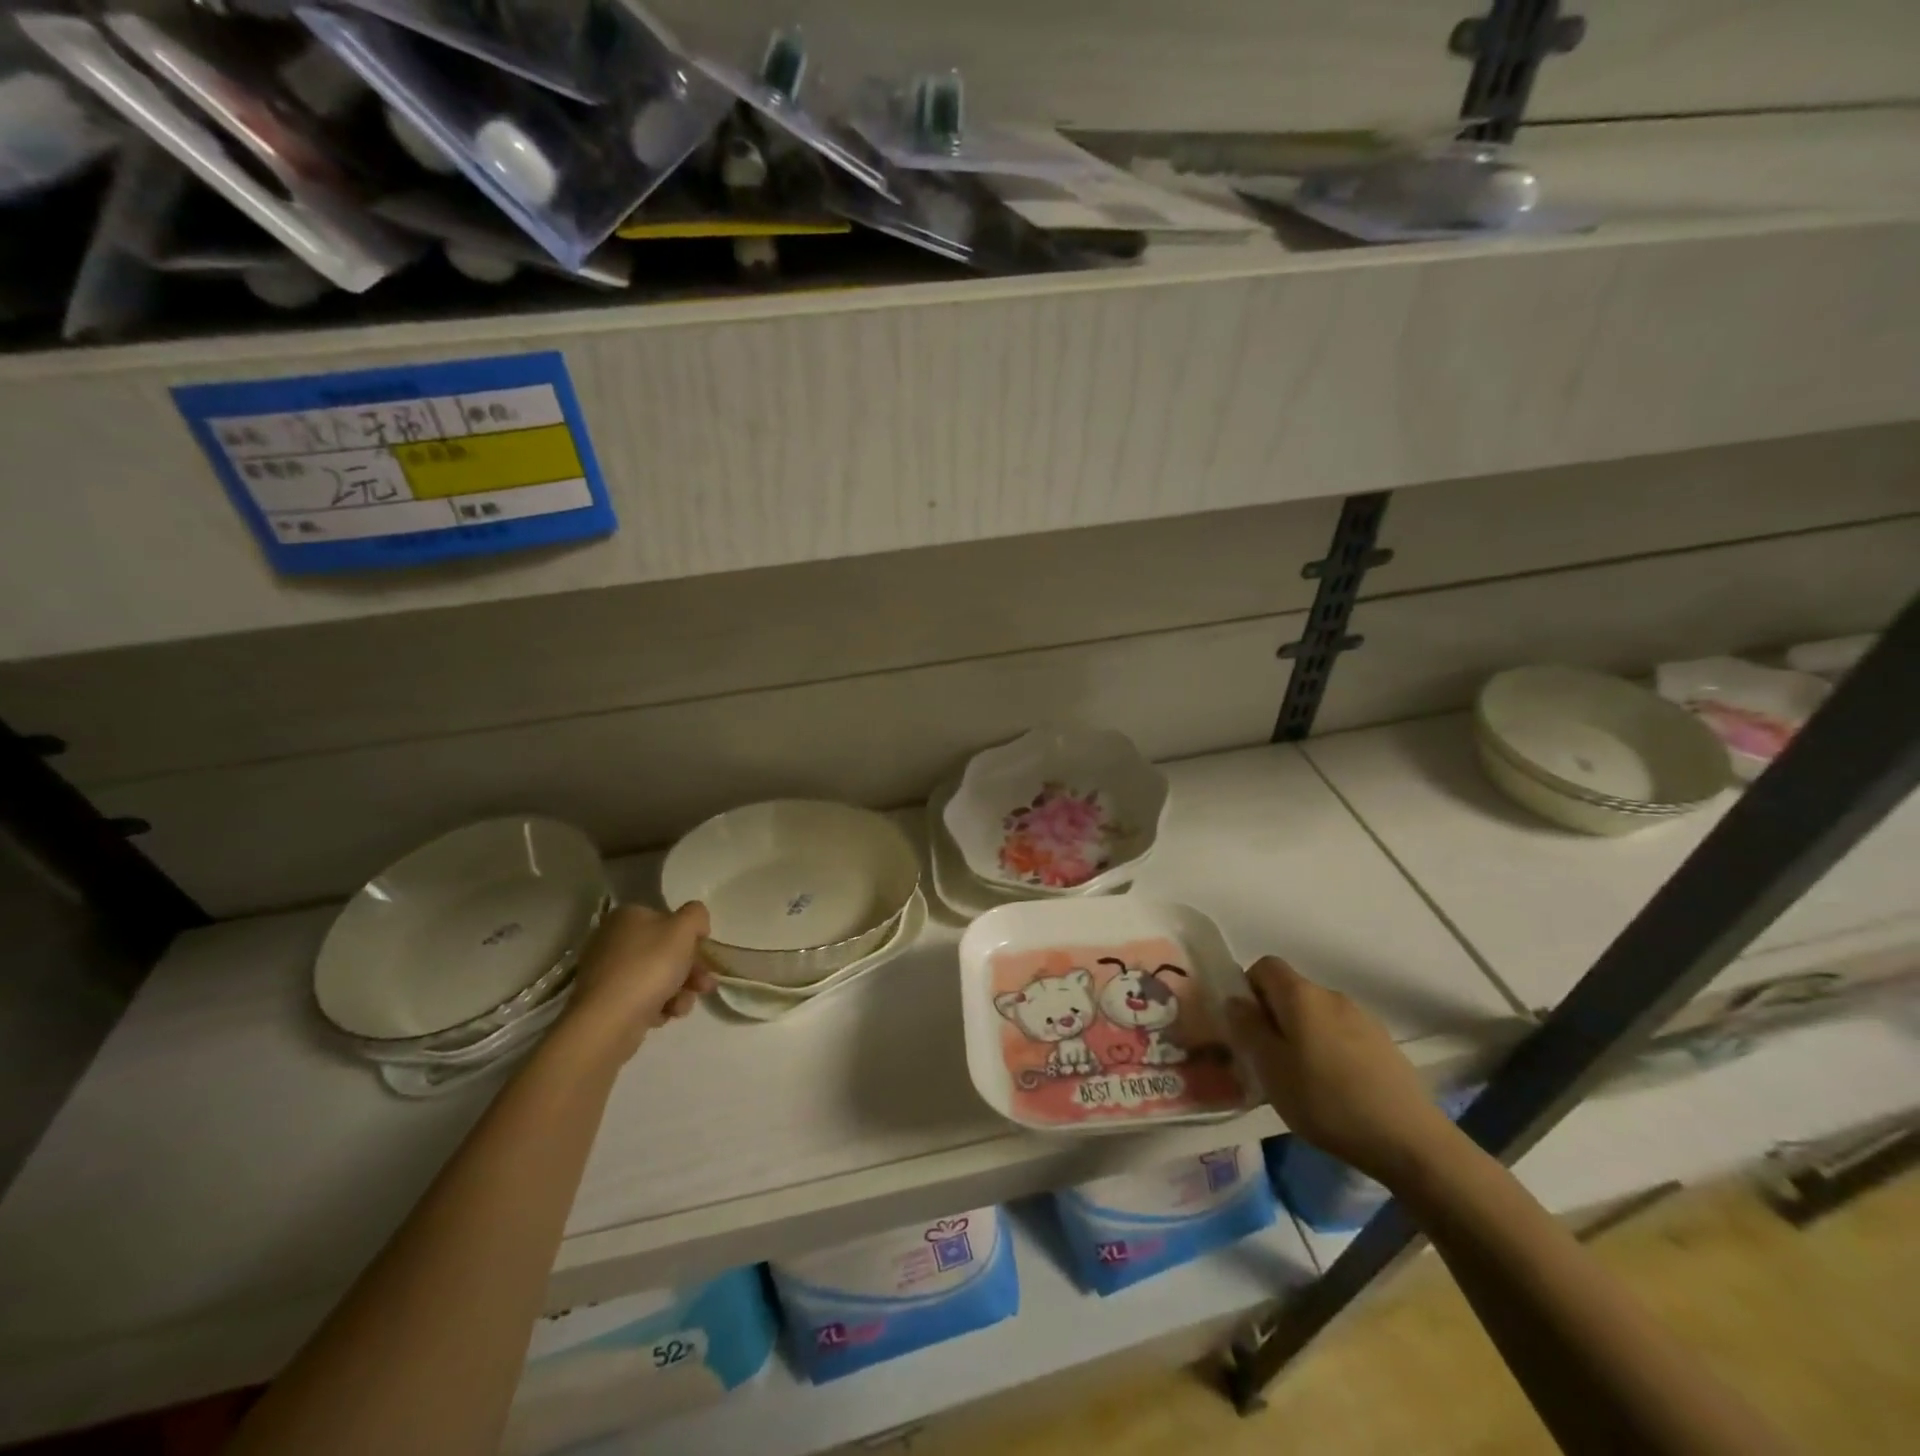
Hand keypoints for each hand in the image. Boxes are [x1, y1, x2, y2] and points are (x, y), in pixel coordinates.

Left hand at [563, 904, 713, 1061]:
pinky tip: (664, 1015)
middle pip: (665, 951)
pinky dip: (658, 1006)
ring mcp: (607, 972)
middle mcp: (613, 939)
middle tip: (705, 986)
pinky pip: (641, 998)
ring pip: (657, 976)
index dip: (691, 937)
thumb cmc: (650, 966)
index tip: (705, 956)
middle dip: (691, 970)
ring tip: (682, 1006)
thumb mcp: (684, 929)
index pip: (669, 920)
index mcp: (628, 916)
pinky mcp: (606, 1001)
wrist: (609, 1020)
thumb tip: (696, 923)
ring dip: (679, 991)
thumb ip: (696, 915)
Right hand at [1228, 957, 1458, 1187]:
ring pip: (1317, 1016)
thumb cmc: (1326, 1101)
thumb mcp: (1270, 1068)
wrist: (1410, 1141)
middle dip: (1274, 1018)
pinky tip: (1335, 1090)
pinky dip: (1330, 1052)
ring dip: (1302, 1036)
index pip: (1265, 966)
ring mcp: (1364, 1019)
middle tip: (1268, 1060)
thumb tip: (1236, 1000)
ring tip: (1302, 1080)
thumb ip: (1247, 1027)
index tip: (1246, 1027)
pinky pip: (1342, 1036)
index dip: (1248, 989)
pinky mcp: (1384, 1046)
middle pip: (1291, 992)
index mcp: (1301, 995)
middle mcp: (1332, 996)